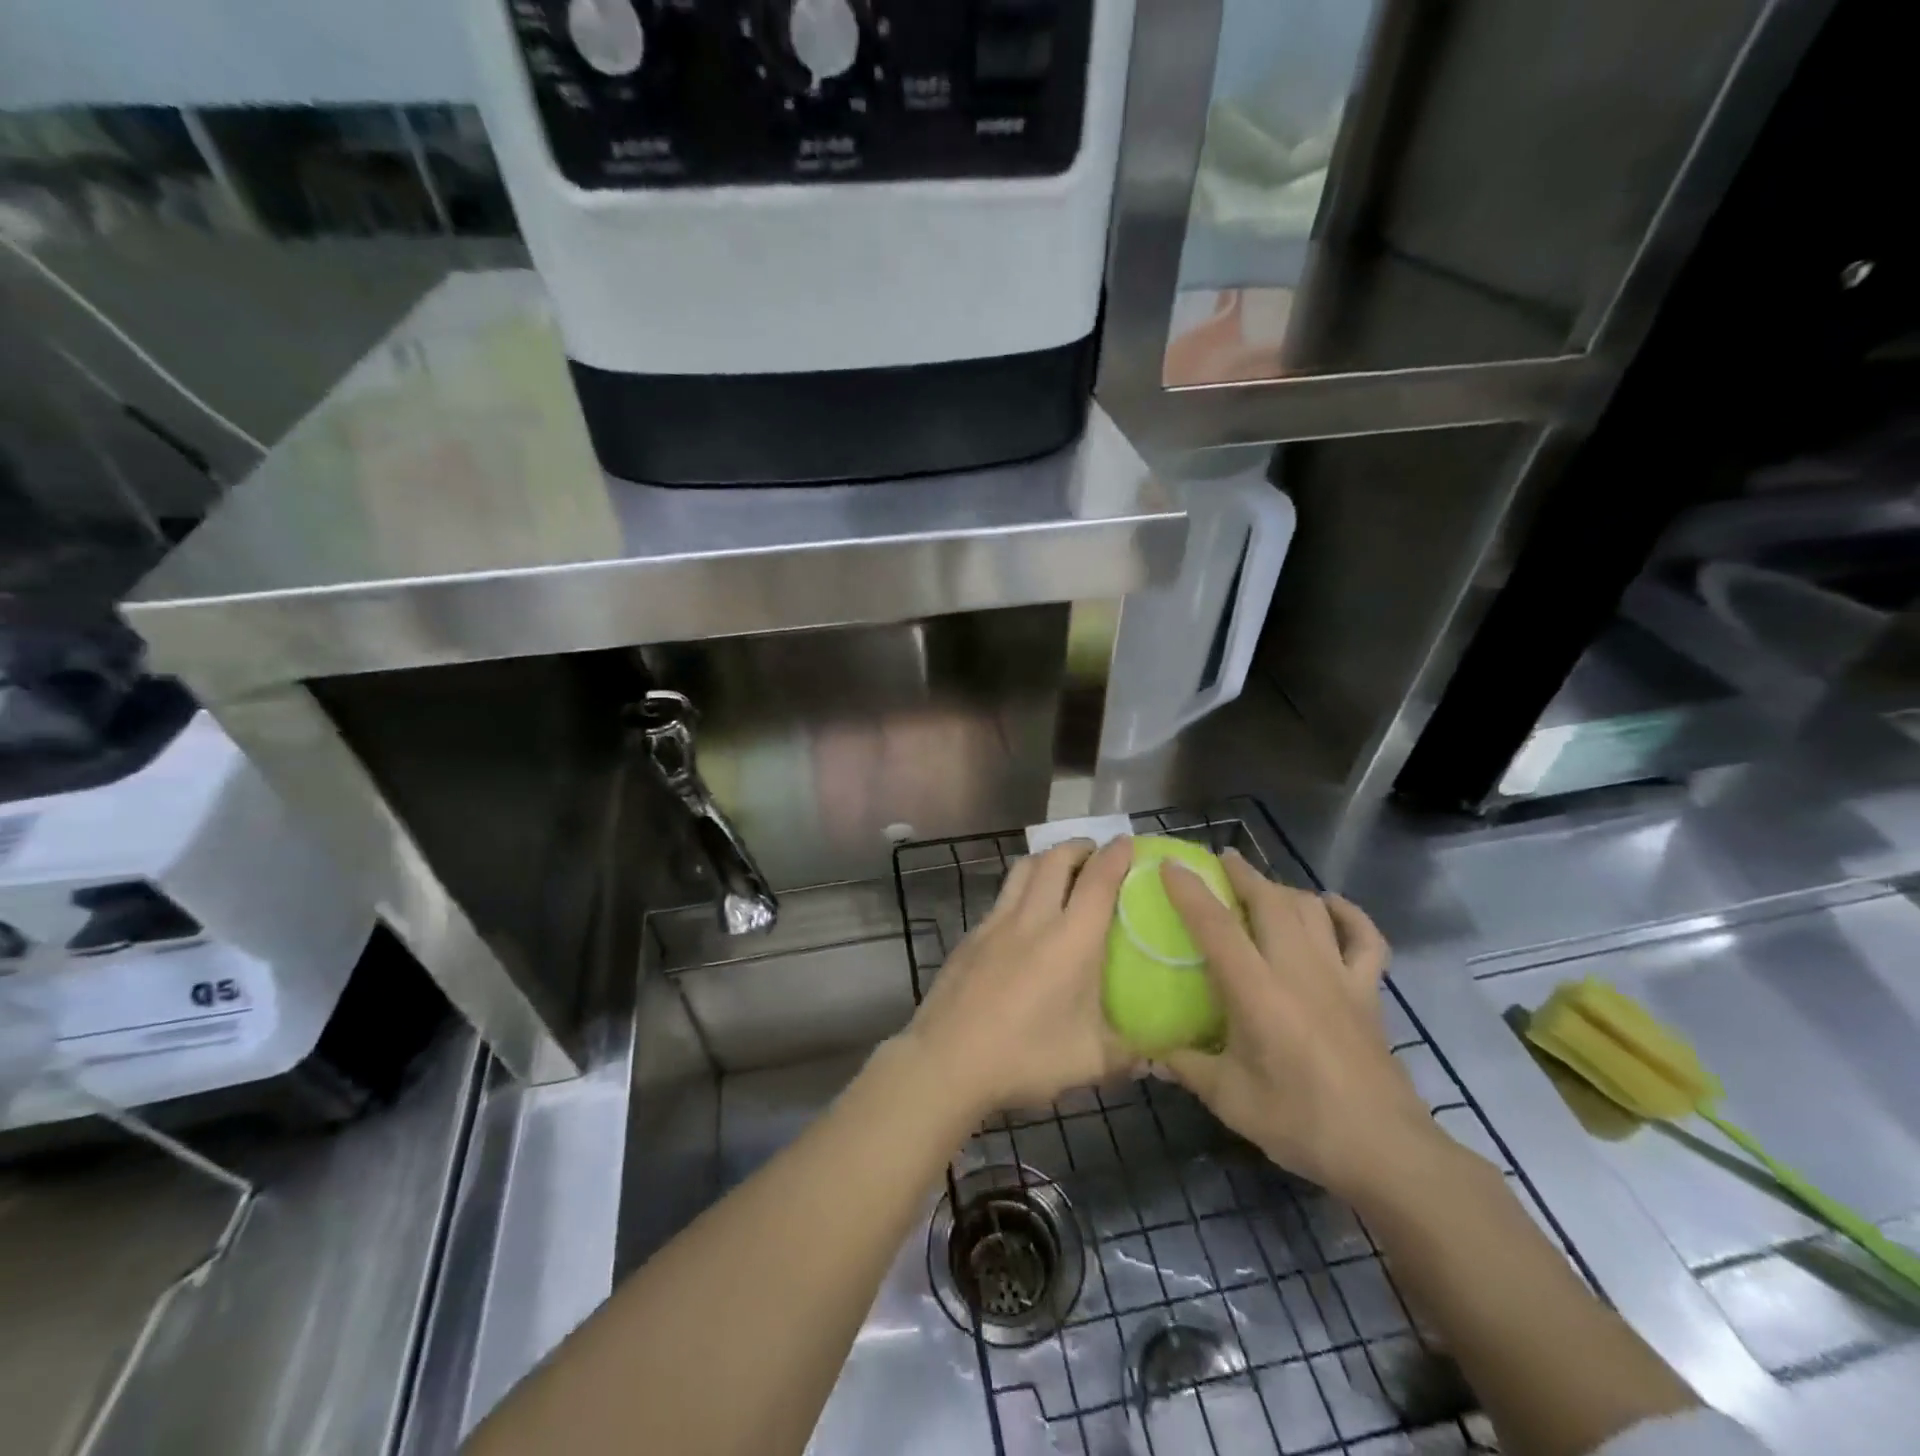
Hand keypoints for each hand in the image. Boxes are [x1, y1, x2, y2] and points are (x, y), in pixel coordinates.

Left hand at [903, 837, 1134, 1118]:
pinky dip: (1021, 890)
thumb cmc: (1024, 1058)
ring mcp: (995, 923)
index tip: (1128, 843)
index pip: (1098, 880)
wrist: (946, 1061)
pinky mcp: (971, 936)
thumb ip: (1129, 1052)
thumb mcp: (1090, 1063)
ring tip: (1061, 874)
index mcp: (1070, 940)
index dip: (1116, 855)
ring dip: (1047, 860)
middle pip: (1055, 859)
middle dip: (1079, 847)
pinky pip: (1002, 897)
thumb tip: (1158, 1055)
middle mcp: (1033, 919)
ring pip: (1023, 869)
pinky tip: (1024, 918)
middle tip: (1096, 856)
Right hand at [1156, 852, 1443, 1203]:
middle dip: (1242, 873)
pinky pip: (1365, 939)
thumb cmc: (1301, 1123)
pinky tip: (1331, 906)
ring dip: (1283, 889)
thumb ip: (1187, 1067)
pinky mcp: (1369, 992)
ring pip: (1311, 910)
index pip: (1216, 926)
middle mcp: (1298, 970)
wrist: (1386, 1151)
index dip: (1189, 891)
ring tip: (1262, 886)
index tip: (1169, 865)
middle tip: (1220, 861)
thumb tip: (1150, 1053)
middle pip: (1270, 901)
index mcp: (1257, 991)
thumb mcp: (1230, 1099)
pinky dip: (1349, 915)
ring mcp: (1340, 977)